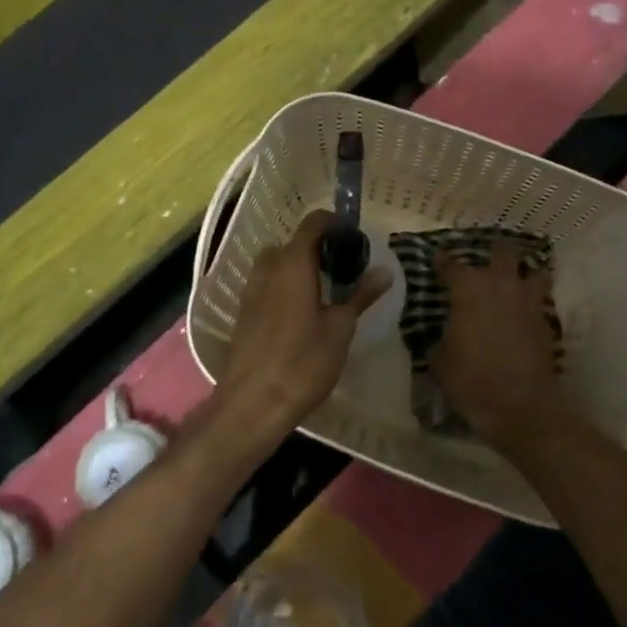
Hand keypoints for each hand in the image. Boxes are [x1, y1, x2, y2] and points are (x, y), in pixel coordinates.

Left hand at [215, 209, 390, 437]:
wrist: (252, 403)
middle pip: (294, 243)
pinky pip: (267, 285)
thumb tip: (383, 272)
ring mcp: (250, 290)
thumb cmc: (303, 362)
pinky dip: (285, 287)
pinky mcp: (243, 312)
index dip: (335, 223)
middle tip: (344, 270)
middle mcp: (267, 268)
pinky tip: (302, 314)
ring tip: (325, 293)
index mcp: (292, 263)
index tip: (355, 238)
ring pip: (277, 265)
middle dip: (318, 249)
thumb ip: (360, 296)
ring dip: (299, 269)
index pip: (313, 223)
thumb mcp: (340, 329)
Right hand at [430, 240, 580, 461]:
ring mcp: (528, 302)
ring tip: (513, 282)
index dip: (441, 260)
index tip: (436, 258)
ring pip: (534, 272)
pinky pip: (540, 302)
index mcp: (468, 288)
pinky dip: (532, 304)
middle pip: (502, 252)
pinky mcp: (546, 323)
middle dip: (493, 252)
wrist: (519, 406)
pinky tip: (522, 315)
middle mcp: (501, 285)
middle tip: (484, 261)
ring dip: (523, 274)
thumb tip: (443, 334)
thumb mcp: (439, 359)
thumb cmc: (470, 378)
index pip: (450, 264)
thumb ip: (440, 337)